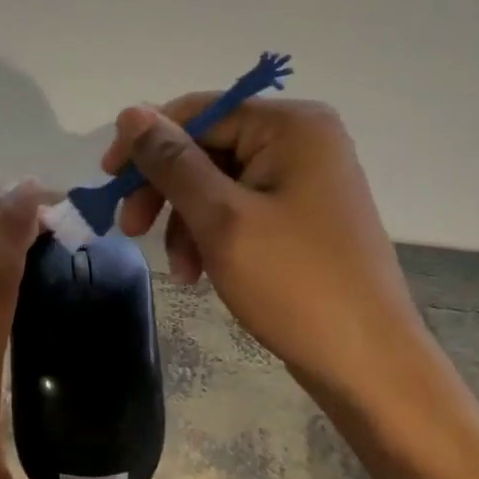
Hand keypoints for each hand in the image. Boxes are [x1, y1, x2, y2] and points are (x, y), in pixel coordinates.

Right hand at [101, 98, 425, 387]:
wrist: (370, 367)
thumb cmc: (296, 284)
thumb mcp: (220, 218)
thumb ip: (171, 161)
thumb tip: (130, 111)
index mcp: (291, 126)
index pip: (198, 112)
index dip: (147, 143)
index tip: (107, 181)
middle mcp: (301, 140)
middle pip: (206, 147)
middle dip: (165, 189)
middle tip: (129, 228)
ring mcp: (304, 178)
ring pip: (217, 182)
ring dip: (185, 220)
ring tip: (178, 270)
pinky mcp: (301, 214)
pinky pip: (239, 208)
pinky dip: (211, 235)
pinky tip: (199, 273)